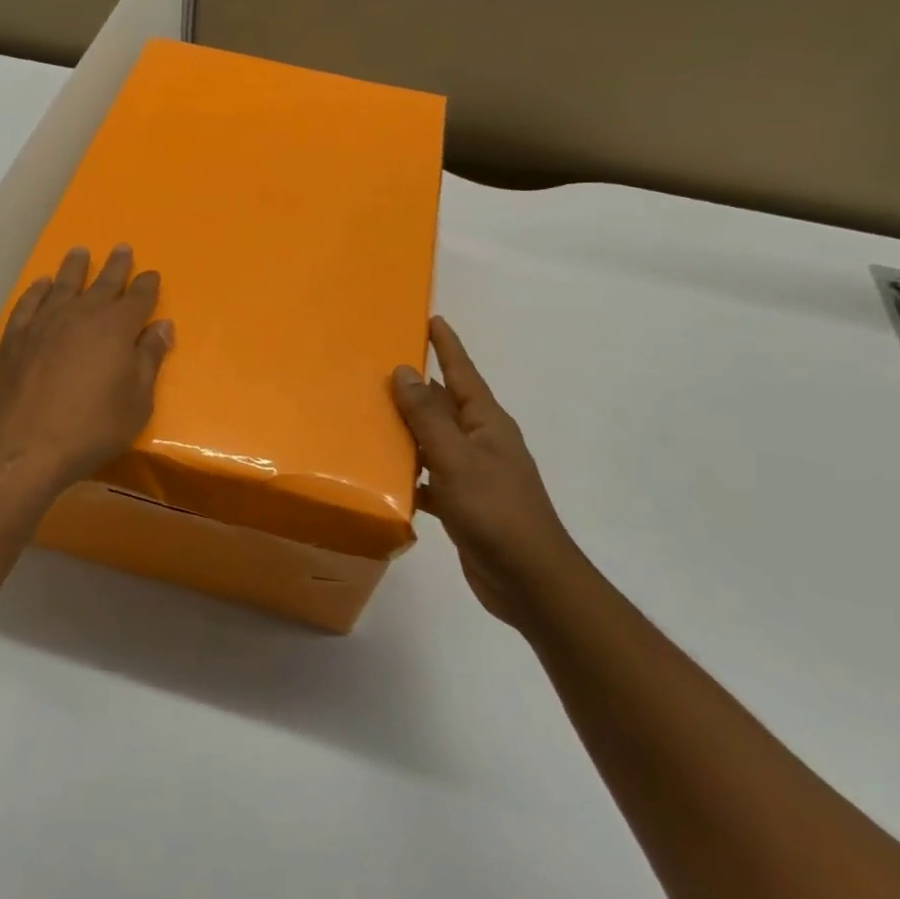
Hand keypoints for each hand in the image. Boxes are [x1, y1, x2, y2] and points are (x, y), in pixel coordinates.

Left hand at [0, 245, 174, 491]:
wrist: (21, 446)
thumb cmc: (90, 428)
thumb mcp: (136, 402)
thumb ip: (149, 360)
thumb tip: (162, 326)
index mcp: (116, 327)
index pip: (138, 298)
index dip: (147, 285)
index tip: (151, 274)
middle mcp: (81, 314)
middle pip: (103, 282)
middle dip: (116, 266)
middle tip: (122, 248)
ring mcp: (44, 322)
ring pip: (63, 284)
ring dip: (74, 267)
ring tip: (80, 252)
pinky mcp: (15, 337)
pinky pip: (30, 302)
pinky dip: (38, 289)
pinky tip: (41, 284)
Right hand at [393, 317, 579, 629]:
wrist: (528, 579)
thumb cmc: (494, 510)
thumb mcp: (455, 457)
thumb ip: (427, 416)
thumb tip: (404, 371)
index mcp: (487, 423)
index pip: (463, 373)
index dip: (448, 346)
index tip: (432, 319)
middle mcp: (482, 442)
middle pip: (445, 404)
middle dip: (418, 386)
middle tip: (381, 367)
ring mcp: (475, 474)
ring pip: (435, 441)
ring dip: (408, 430)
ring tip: (371, 415)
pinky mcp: (464, 504)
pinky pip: (431, 476)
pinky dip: (410, 473)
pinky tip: (384, 477)